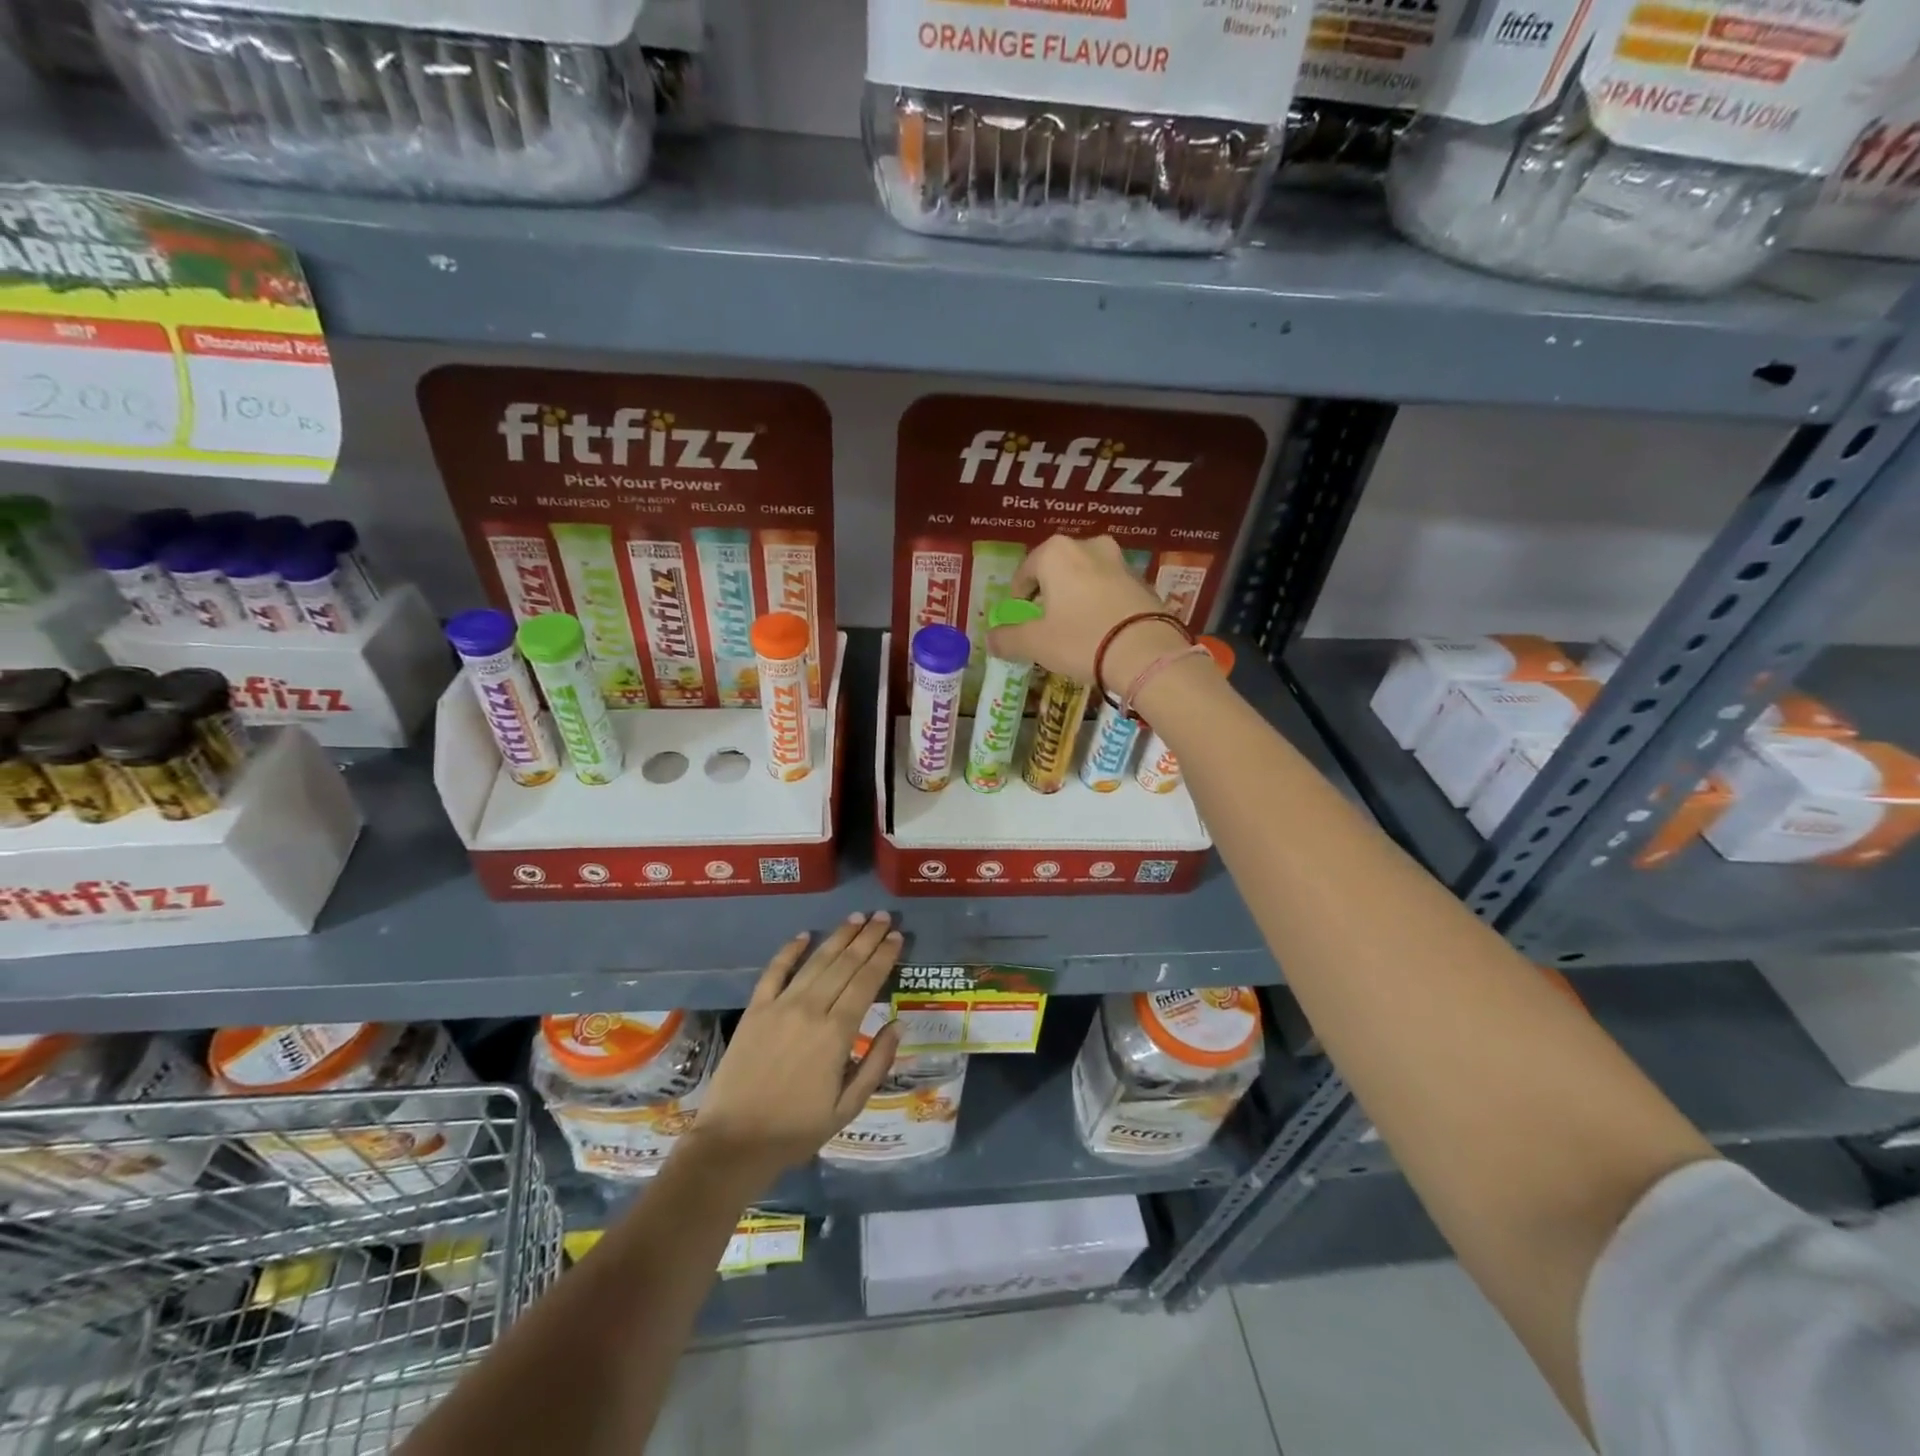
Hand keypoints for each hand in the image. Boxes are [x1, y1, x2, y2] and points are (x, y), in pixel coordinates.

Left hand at [682, 912, 905, 1187]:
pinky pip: (774, 971)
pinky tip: (804, 935)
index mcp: (837, 1033)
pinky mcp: (755, 1010)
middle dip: (867, 938)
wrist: (734, 1142)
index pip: (867, 982)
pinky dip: (790, 951)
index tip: (897, 937)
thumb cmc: (796, 1130)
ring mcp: (780, 1006)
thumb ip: (876, 1063)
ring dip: (838, 937)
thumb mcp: (847, 1107)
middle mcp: (811, 1009)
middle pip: (845, 964)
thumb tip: (897, 1024)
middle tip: (883, 917)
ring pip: (815, 961)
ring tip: (856, 918)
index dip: (884, 957)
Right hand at [986, 534, 1187, 694]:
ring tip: (1074, 628)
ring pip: (1086, 577)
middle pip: (1058, 570)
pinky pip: (1111, 590)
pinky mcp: (1143, 581)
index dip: (1018, 596)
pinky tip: (1101, 630)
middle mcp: (1089, 546)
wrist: (1146, 653)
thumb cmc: (1081, 640)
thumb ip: (1008, 638)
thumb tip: (990, 639)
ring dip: (1077, 597)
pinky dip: (1101, 604)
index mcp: (1056, 553)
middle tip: (1045, 622)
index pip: (1025, 571)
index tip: (1019, 618)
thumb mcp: (1036, 644)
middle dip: (1049, 593)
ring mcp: (1120, 561)